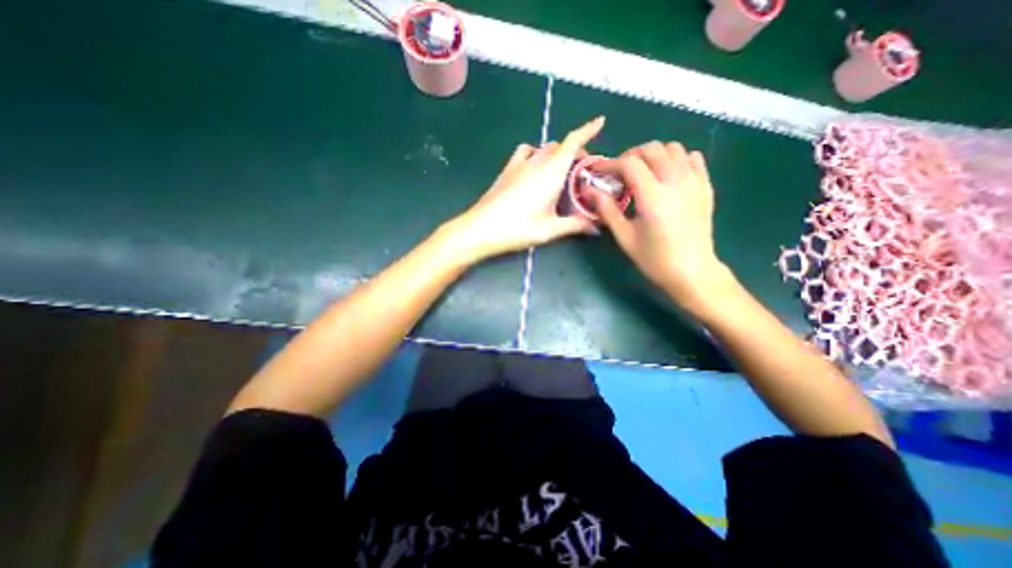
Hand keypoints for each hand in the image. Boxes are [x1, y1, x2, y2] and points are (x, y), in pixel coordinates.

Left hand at [446, 117, 602, 262]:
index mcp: (551, 172)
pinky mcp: (506, 171)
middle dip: (574, 151)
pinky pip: (524, 153)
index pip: (573, 142)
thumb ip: (575, 225)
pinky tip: (533, 170)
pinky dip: (534, 154)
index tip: (600, 122)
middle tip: (581, 170)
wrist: (481, 228)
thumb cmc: (518, 228)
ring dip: (554, 152)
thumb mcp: (550, 229)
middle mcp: (536, 162)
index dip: (588, 130)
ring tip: (558, 169)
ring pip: (542, 148)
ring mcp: (518, 165)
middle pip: (559, 146)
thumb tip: (596, 227)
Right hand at [590, 139, 732, 305]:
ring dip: (653, 155)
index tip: (598, 171)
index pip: (629, 163)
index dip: (610, 164)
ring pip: (673, 148)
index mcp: (652, 196)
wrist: (692, 272)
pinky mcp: (705, 187)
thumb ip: (607, 209)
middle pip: (652, 149)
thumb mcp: (625, 237)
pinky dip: (676, 159)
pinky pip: (693, 158)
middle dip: (630, 156)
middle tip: (618, 173)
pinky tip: (666, 175)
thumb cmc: (654, 259)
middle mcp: (675, 182)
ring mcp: (694, 182)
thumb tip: (589, 190)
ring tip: (642, 172)